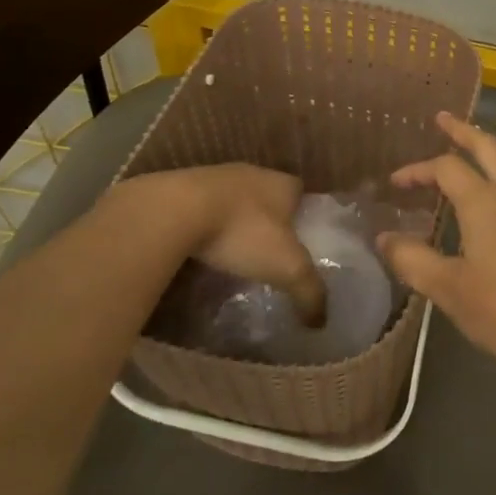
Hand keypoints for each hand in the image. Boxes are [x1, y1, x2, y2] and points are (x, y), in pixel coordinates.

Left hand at [114, 165, 326, 326]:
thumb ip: (309, 291)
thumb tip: (322, 322)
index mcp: (283, 183)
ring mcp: (213, 176)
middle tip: (268, 251)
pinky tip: (200, 247)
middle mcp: (252, 172)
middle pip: (267, 196)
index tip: (300, 241)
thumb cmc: (243, 232)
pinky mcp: (180, 187)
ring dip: (234, 220)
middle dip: (269, 220)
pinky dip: (204, 224)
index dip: (303, 216)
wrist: (173, 211)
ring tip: (233, 252)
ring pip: (233, 200)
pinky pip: (201, 207)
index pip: (302, 194)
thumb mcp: (286, 268)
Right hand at [378, 112, 495, 372]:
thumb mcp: (448, 288)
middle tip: (441, 119)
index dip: (417, 170)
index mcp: (485, 203)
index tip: (395, 183)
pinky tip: (490, 200)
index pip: (446, 168)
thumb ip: (413, 260)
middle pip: (488, 147)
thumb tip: (384, 238)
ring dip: (484, 151)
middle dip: (463, 131)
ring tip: (465, 152)